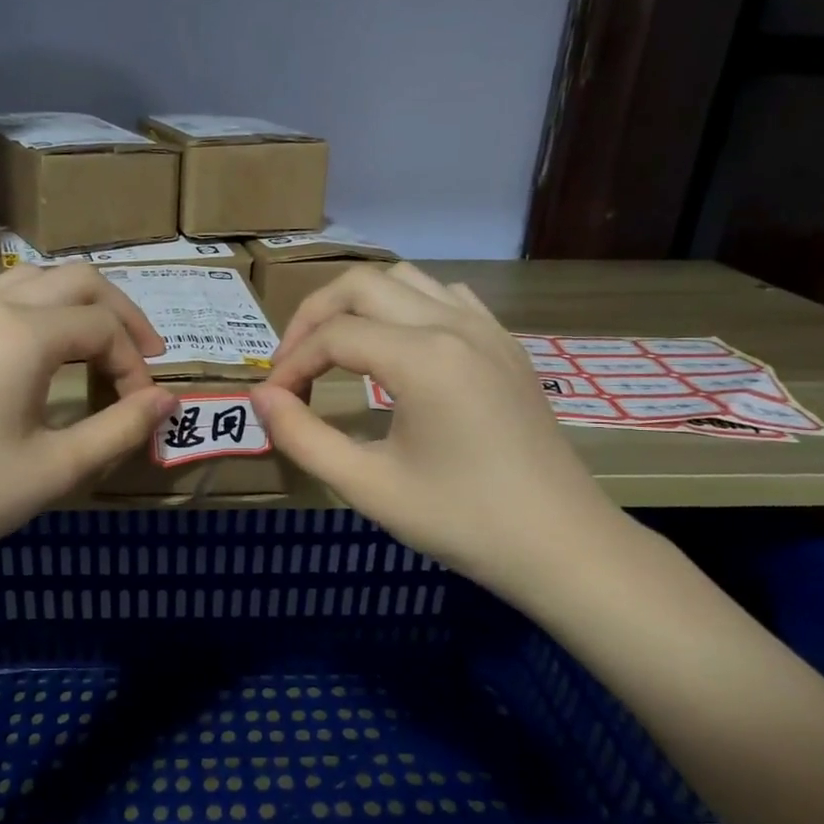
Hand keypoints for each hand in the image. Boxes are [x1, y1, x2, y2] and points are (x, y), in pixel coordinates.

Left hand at [0, 266, 175, 591]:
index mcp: (24, 334)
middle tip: (141, 357)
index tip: (141, 408)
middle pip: (77, 281)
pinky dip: (17, 300)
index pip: (104, 329)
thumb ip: (122, 428)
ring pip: (30, 277)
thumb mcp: (57, 469)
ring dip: (71, 302)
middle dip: (119, 315)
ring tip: (88, 342)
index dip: (135, 365)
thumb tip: (168, 400)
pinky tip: (17, 330)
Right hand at [251, 263, 628, 607]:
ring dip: (357, 303)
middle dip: (313, 317)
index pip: (333, 335)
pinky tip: (397, 346)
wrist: (562, 545)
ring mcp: (486, 328)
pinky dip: (405, 306)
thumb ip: (302, 437)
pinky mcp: (504, 343)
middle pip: (361, 285)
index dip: (290, 364)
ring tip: (335, 349)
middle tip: (291, 365)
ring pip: (404, 279)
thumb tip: (261, 397)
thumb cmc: (461, 520)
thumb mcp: (367, 487)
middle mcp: (453, 324)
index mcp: (422, 357)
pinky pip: (444, 297)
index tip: (272, 401)